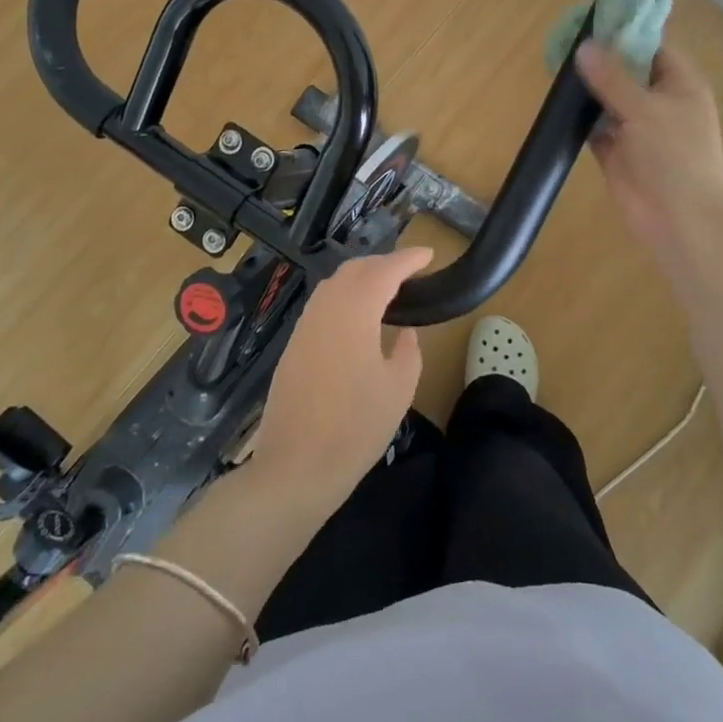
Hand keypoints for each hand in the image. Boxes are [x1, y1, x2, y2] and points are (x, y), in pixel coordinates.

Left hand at [251, 248, 430, 504]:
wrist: (295, 467)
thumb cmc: (355, 428)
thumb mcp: (398, 389)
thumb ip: (408, 350)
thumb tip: (405, 331)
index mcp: (354, 312)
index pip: (384, 270)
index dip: (408, 259)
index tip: (429, 254)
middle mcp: (325, 308)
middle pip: (355, 269)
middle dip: (384, 263)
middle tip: (410, 273)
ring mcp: (304, 326)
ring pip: (334, 284)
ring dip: (361, 278)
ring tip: (387, 291)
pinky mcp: (293, 345)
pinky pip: (322, 304)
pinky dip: (344, 297)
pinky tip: (358, 317)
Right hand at [575, 40, 722, 268]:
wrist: (680, 220)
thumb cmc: (675, 157)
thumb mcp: (644, 109)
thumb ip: (612, 78)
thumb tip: (584, 46)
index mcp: (679, 85)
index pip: (653, 47)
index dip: (625, 32)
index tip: (592, 20)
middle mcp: (659, 103)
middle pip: (627, 72)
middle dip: (599, 59)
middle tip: (563, 40)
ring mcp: (638, 129)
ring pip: (609, 100)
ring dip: (587, 89)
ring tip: (554, 66)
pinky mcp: (617, 153)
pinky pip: (595, 128)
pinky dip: (579, 119)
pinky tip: (557, 105)